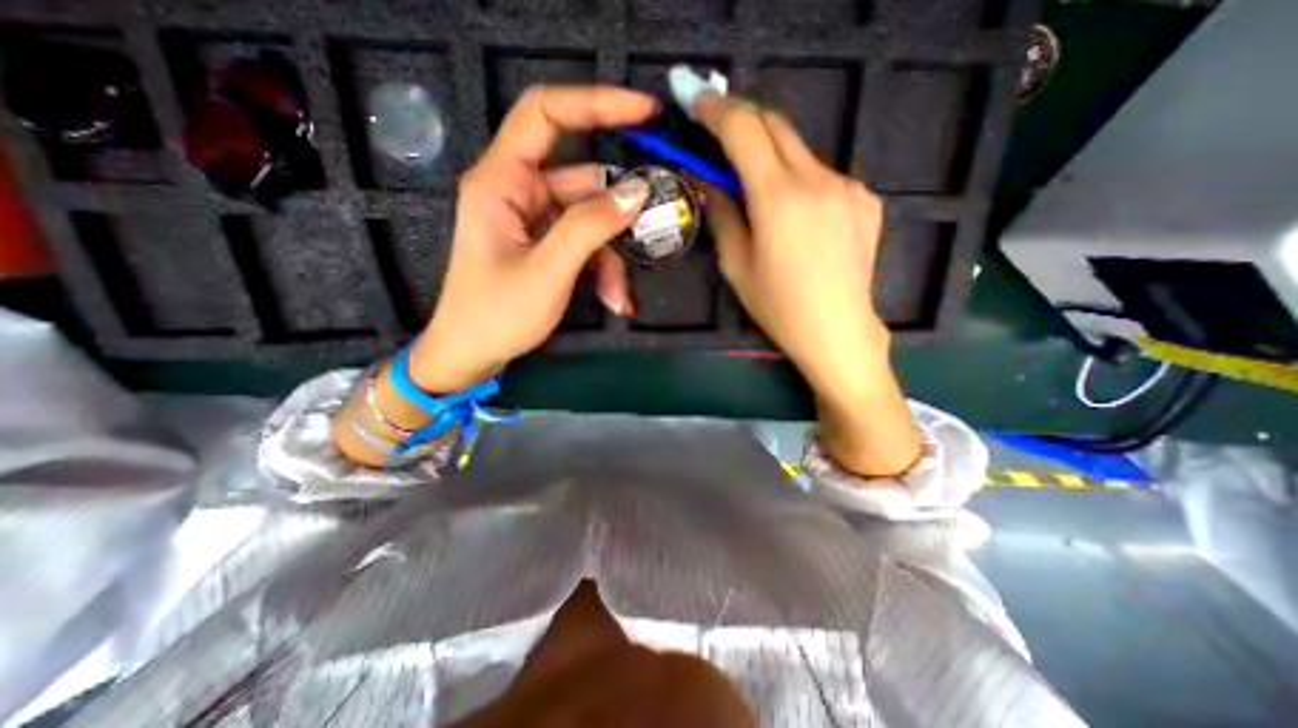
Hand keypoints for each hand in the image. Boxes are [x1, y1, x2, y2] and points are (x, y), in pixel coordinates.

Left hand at [410, 86, 652, 392]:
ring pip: (590, 219)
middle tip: (654, 227)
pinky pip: (584, 243)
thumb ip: (590, 227)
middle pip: (583, 180)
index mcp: (501, 182)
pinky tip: (612, 299)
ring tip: (620, 295)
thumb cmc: (496, 315)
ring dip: (611, 257)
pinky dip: (602, 268)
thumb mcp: (548, 271)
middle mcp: (517, 191)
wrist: (470, 355)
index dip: (595, 103)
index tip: (645, 114)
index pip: (545, 114)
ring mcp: (533, 220)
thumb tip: (637, 191)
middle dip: (617, 214)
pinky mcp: (544, 243)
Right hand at [689, 90, 921, 477]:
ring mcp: (848, 186)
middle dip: (743, 120)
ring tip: (757, 187)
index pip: (744, 131)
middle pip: (776, 126)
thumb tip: (711, 182)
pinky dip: (799, 179)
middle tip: (719, 132)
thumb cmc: (778, 307)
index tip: (697, 100)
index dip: (717, 109)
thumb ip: (723, 215)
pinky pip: (823, 175)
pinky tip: (795, 213)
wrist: (838, 331)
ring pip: (800, 151)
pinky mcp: (865, 198)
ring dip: (772, 156)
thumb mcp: (736, 266)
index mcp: (779, 199)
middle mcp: (818, 180)